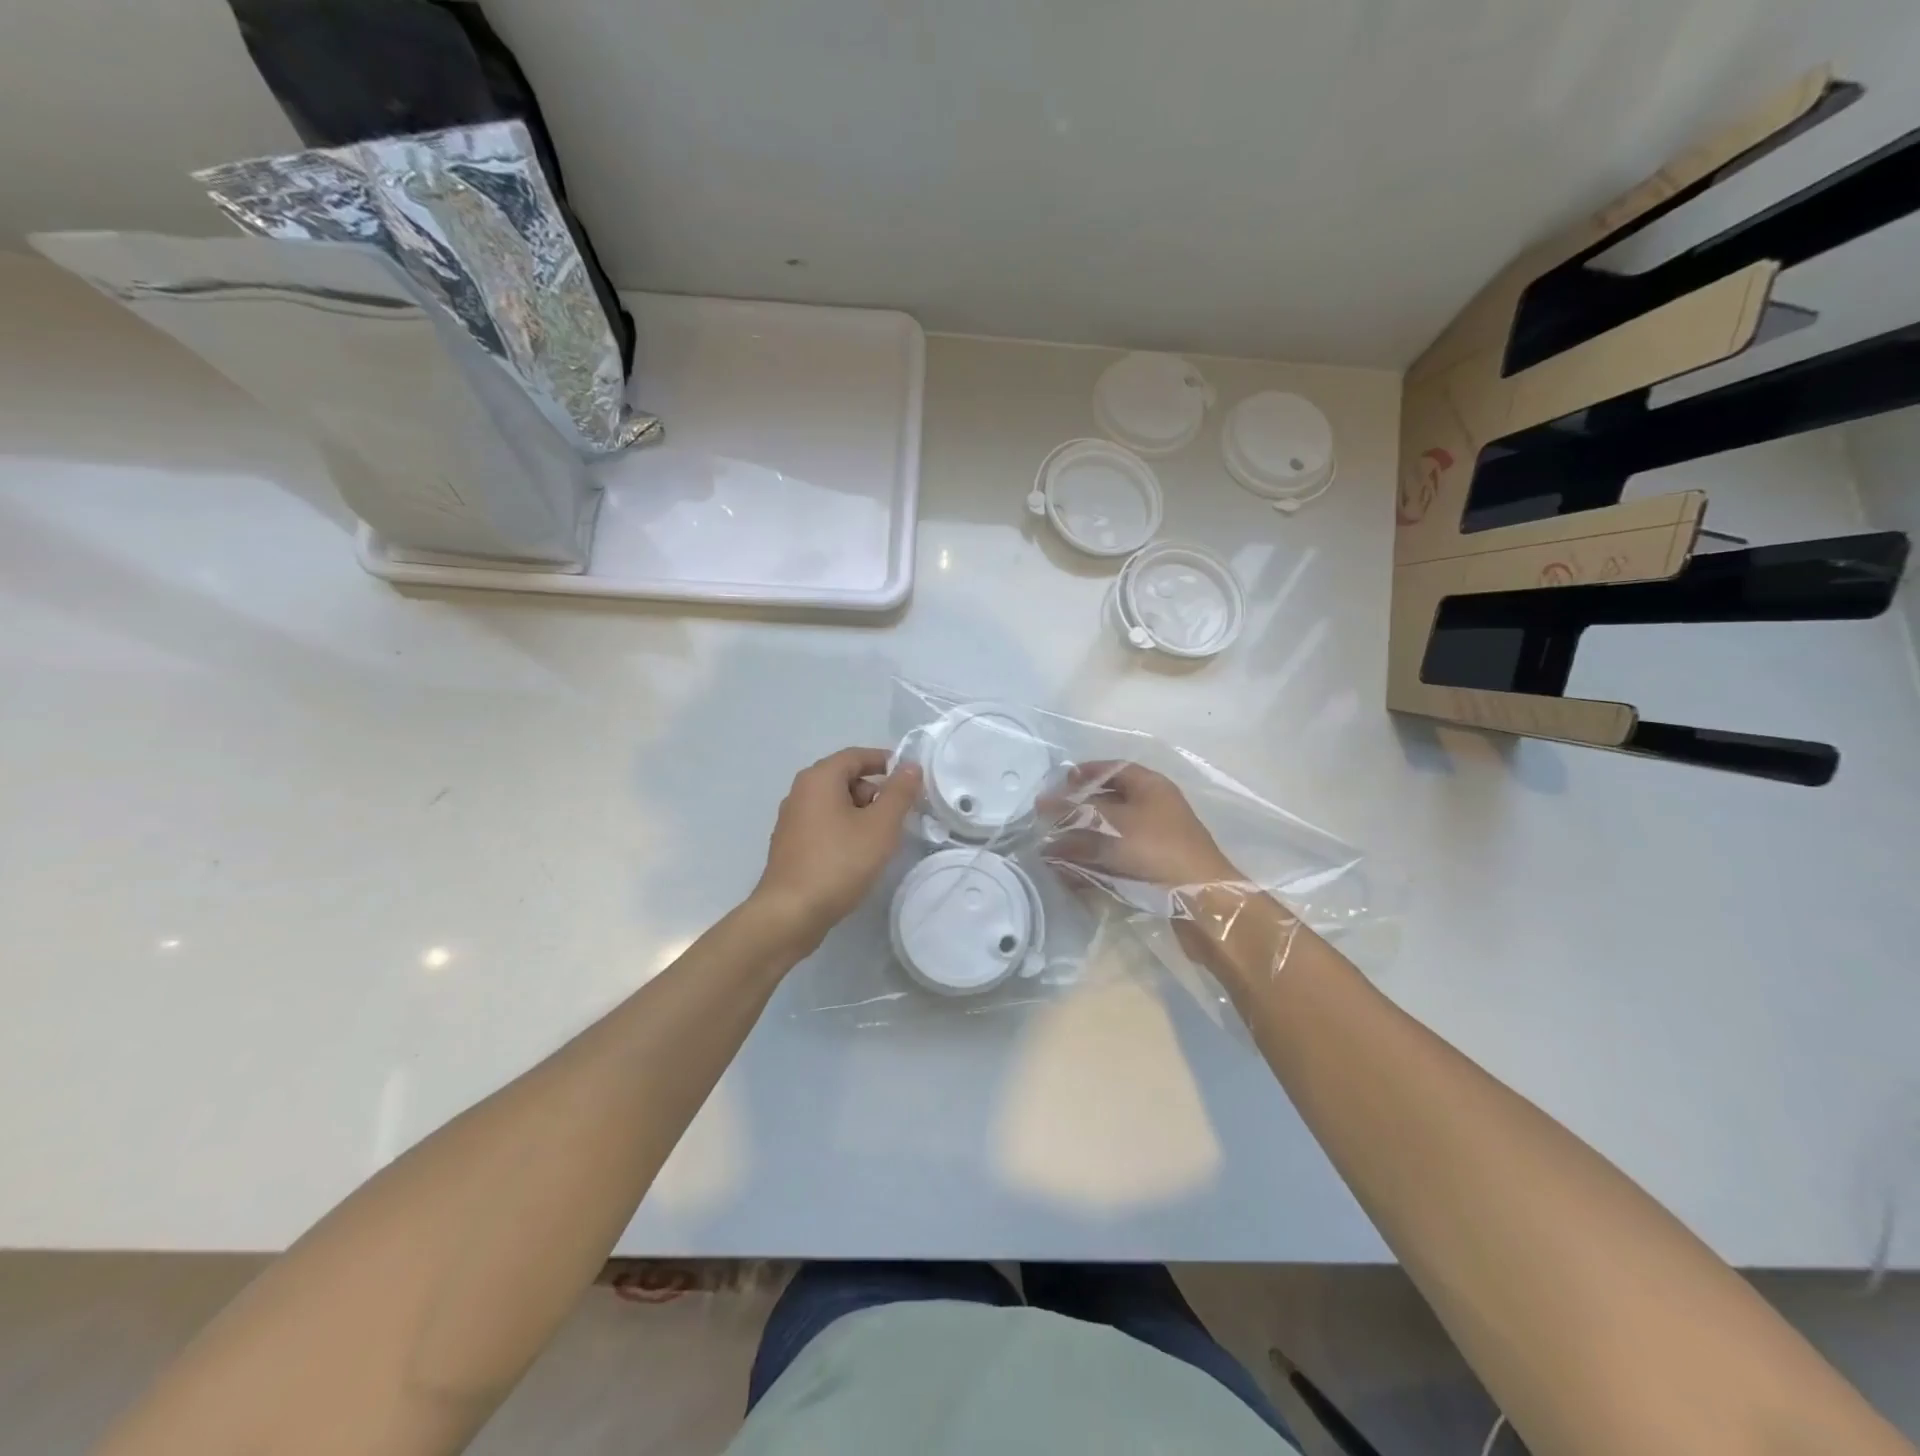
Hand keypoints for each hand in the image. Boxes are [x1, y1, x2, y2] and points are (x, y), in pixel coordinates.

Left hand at [753, 747, 922, 950]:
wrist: (790, 913)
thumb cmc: (839, 863)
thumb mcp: (880, 826)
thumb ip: (899, 793)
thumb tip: (911, 766)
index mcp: (819, 778)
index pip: (857, 755)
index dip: (886, 762)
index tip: (911, 779)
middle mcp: (800, 792)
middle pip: (845, 778)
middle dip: (875, 792)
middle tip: (898, 816)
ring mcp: (792, 820)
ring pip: (835, 804)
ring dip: (861, 814)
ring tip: (880, 841)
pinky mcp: (790, 845)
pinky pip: (824, 825)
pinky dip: (845, 831)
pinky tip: (857, 857)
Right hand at [1040, 761, 1238, 891]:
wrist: (1201, 898)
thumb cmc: (1157, 848)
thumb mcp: (1112, 824)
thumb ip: (1075, 812)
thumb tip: (1043, 803)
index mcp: (1150, 786)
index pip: (1113, 770)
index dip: (1085, 773)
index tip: (1059, 784)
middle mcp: (1153, 809)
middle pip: (1108, 803)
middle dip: (1076, 812)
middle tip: (1049, 820)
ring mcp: (1153, 840)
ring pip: (1108, 835)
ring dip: (1079, 841)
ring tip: (1051, 852)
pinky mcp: (1151, 868)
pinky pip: (1114, 860)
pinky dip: (1092, 863)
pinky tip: (1070, 874)